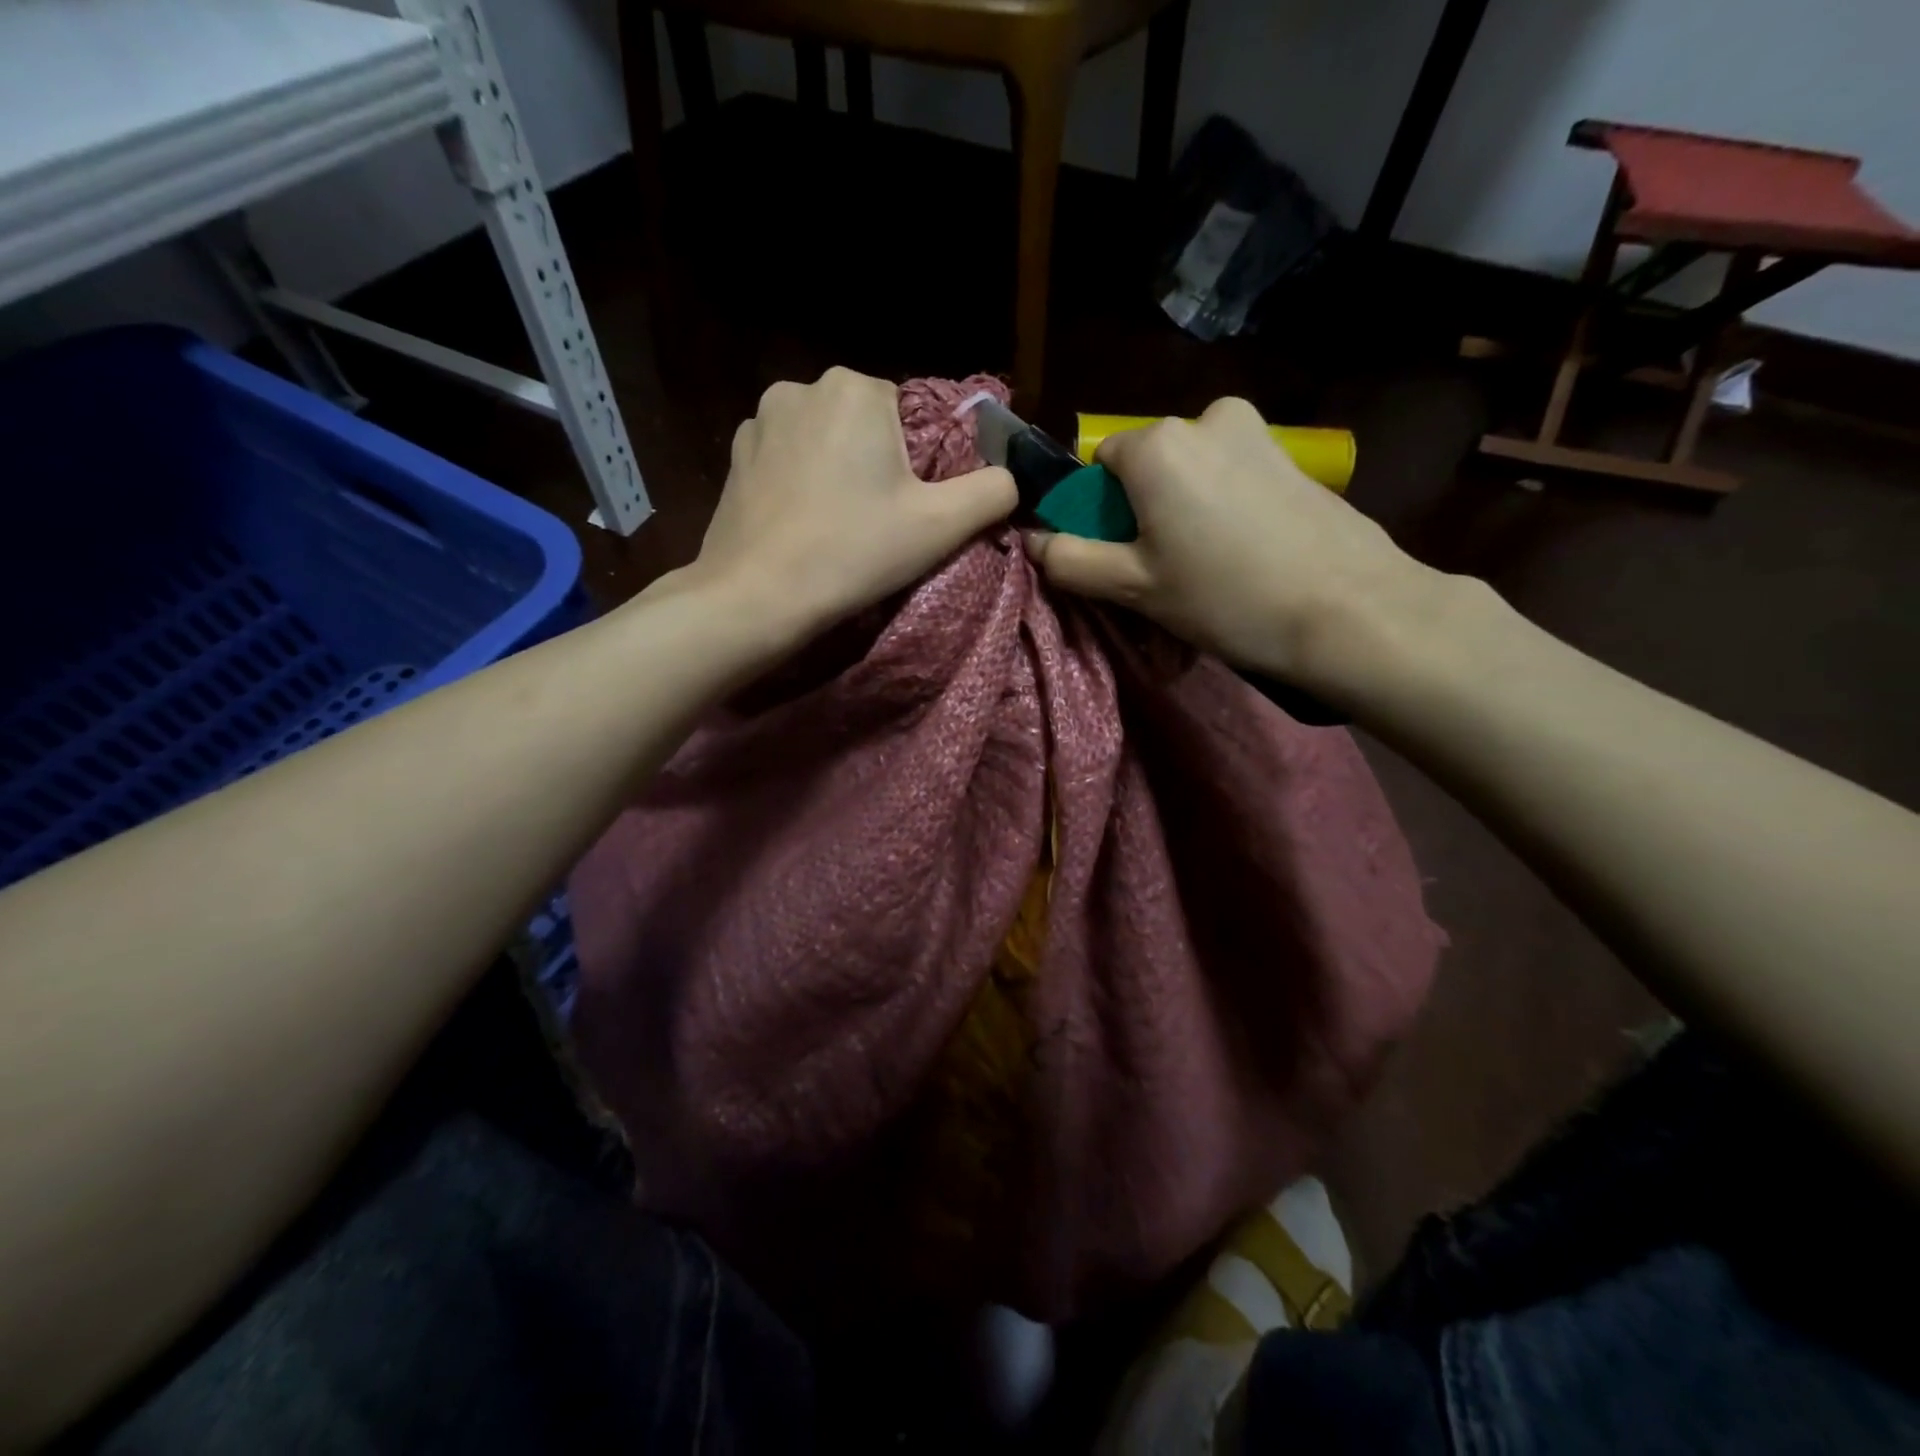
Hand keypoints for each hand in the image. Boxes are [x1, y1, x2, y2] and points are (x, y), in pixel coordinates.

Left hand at [686, 367, 1015, 634]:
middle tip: (878, 522)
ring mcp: (760, 419)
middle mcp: (803, 386)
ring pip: (825, 440)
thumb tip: (1012, 477)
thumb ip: (992, 492)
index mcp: (856, 388)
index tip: (910, 508)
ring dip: (838, 471)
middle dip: (878, 463)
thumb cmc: (853, 552)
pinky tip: (803, 523)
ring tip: (838, 525)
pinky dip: (802, 482)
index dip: (918, 463)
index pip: (910, 413)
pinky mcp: (736, 455)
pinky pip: (788, 458)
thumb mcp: (940, 526)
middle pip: (866, 424)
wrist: (757, 596)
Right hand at [1022, 397, 1440, 694]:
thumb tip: (1031, 540)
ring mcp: (1256, 433)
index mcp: (1157, 444)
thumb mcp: (1134, 587)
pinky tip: (1243, 556)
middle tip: (1161, 571)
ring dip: (1183, 511)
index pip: (1097, 464)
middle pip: (1146, 466)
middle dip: (1141, 510)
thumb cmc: (1225, 597)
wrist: (1350, 610)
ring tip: (1205, 569)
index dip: (1097, 511)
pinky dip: (1222, 508)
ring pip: (1191, 472)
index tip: (1119, 557)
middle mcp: (1205, 418)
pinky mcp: (1292, 457)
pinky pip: (1231, 476)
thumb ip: (1071, 560)